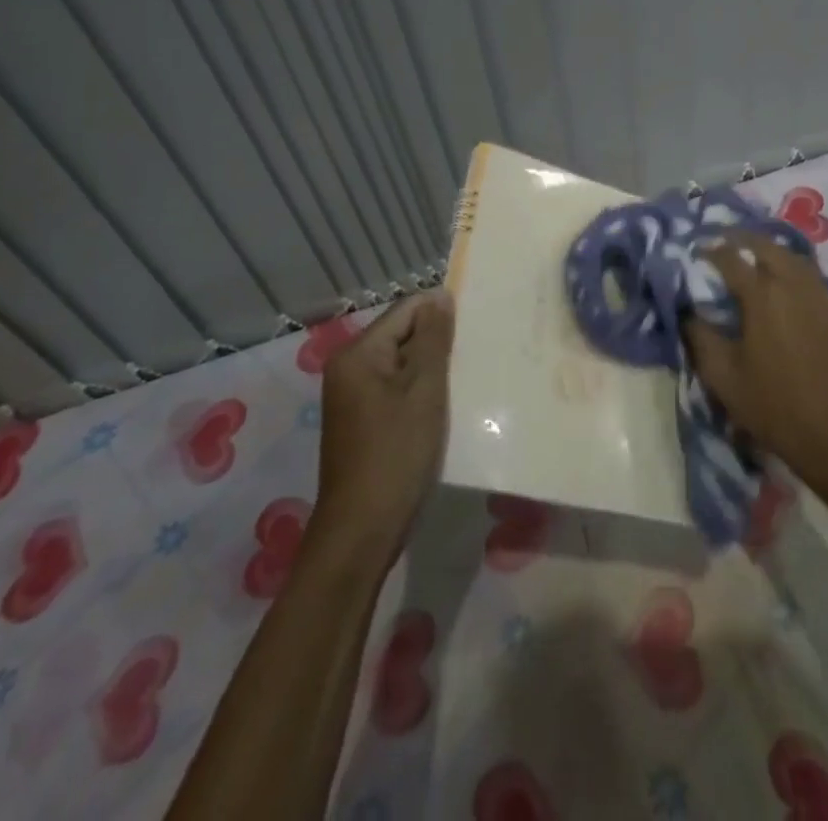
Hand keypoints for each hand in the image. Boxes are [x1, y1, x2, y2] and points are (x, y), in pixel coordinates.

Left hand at [312, 290, 454, 564]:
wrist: (363, 531)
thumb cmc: (396, 454)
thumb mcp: (423, 390)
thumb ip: (433, 338)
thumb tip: (441, 296)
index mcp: (358, 354)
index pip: (407, 310)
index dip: (441, 313)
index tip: (478, 325)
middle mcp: (350, 368)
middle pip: (403, 335)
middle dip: (439, 342)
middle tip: (478, 354)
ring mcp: (354, 397)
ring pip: (403, 364)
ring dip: (433, 369)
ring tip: (469, 377)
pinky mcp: (364, 421)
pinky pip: (398, 389)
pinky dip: (422, 392)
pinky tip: (447, 404)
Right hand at [685, 236, 827, 489]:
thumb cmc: (771, 405)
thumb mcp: (722, 375)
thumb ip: (699, 336)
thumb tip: (688, 311)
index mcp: (762, 295)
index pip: (731, 258)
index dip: (710, 250)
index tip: (697, 251)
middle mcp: (793, 285)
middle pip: (767, 246)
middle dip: (743, 239)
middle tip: (725, 243)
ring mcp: (821, 298)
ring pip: (795, 257)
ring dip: (771, 251)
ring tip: (754, 258)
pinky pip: (812, 278)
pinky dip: (793, 270)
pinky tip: (784, 287)